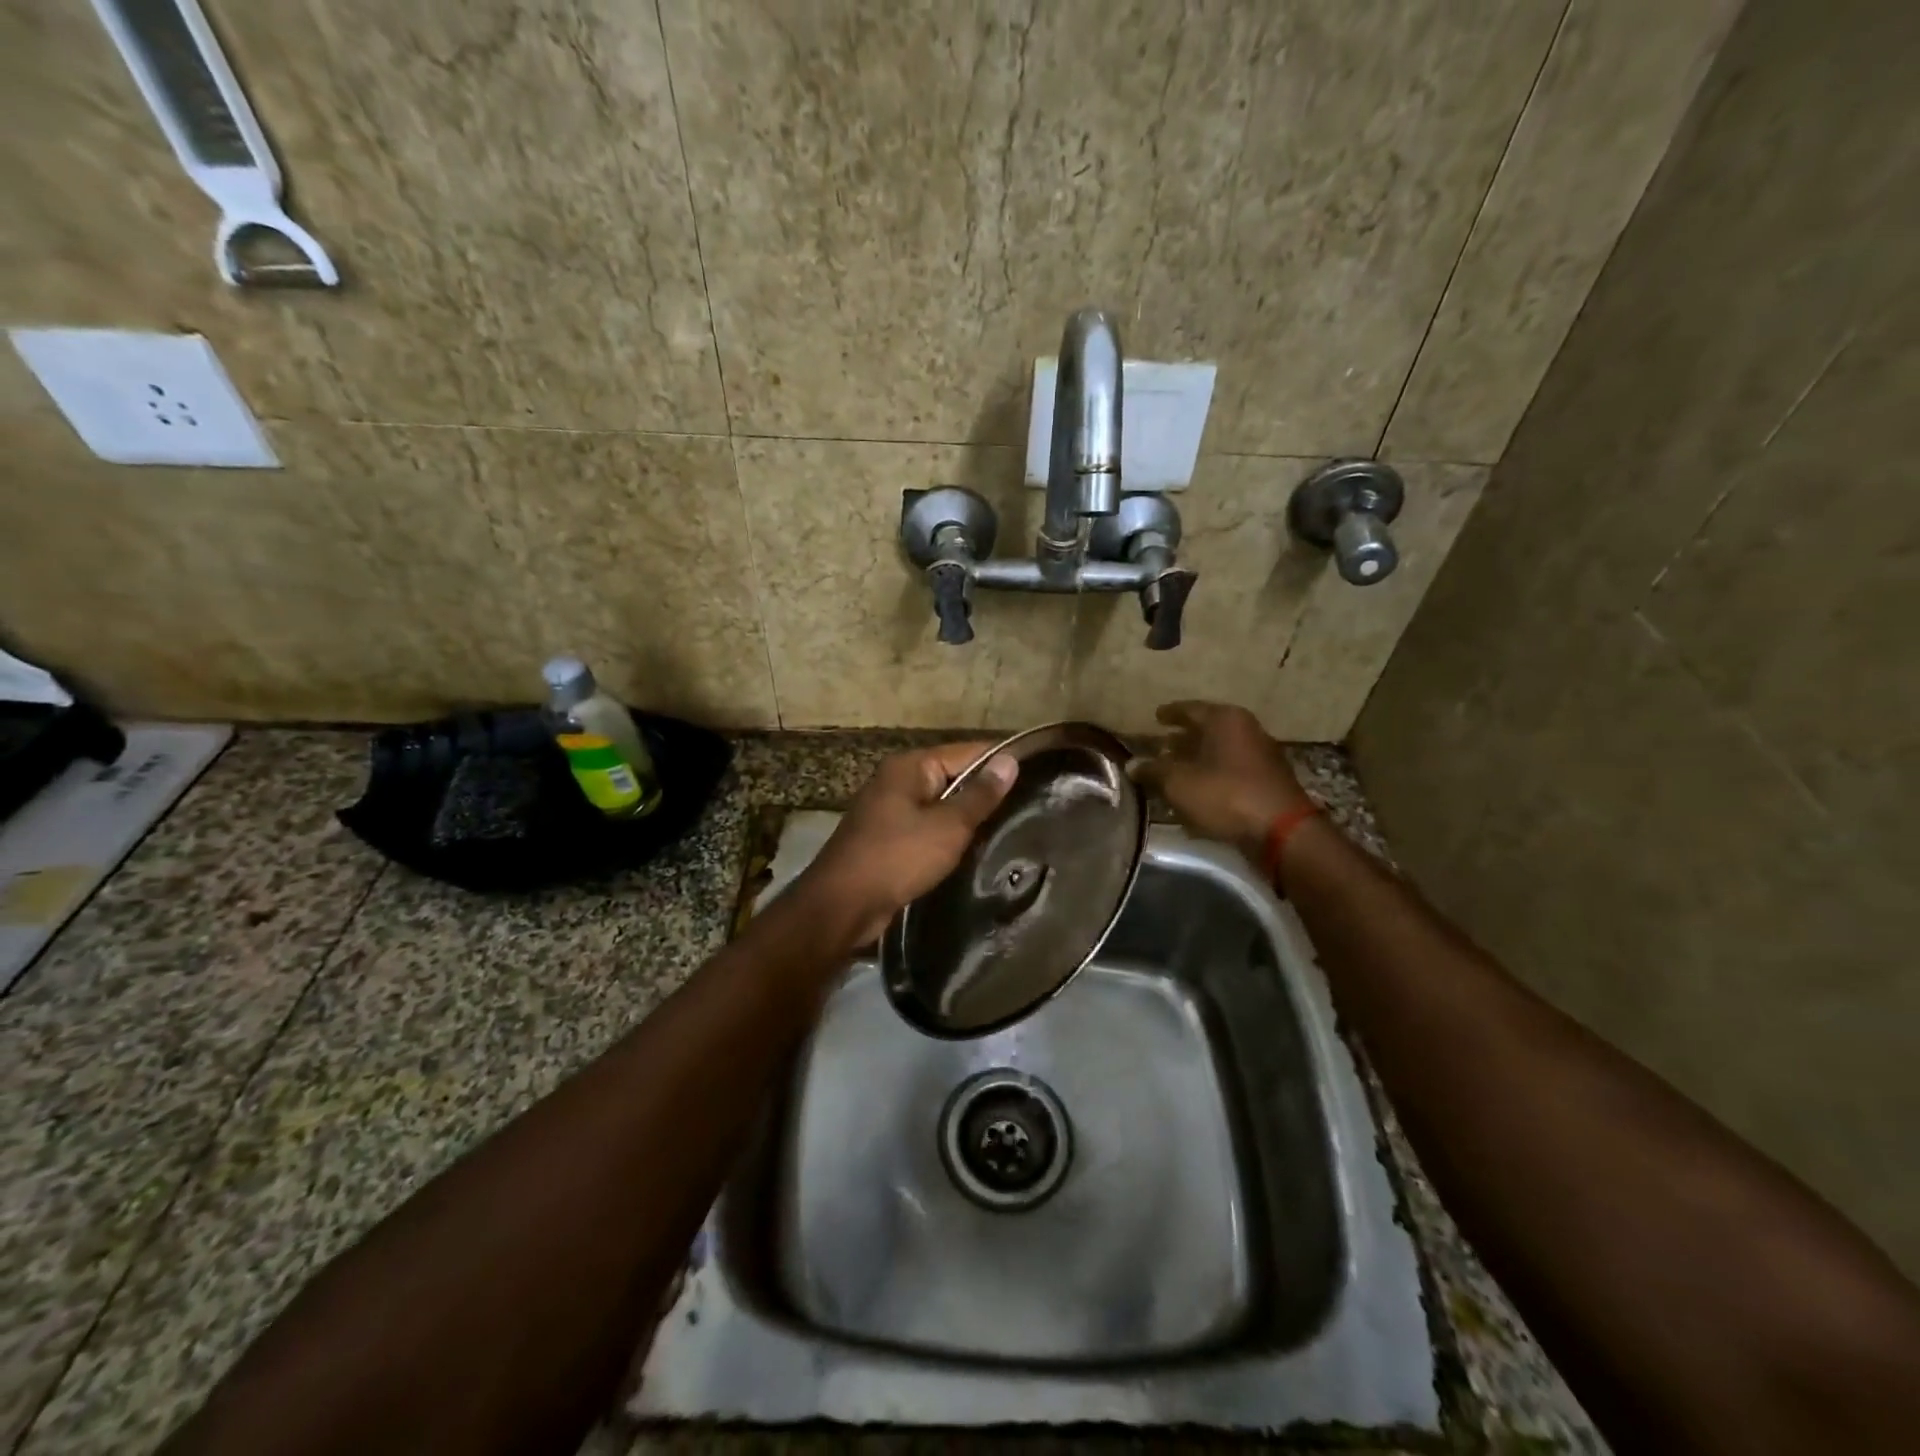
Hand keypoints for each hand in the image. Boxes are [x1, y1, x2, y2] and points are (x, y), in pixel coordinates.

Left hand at [795, 742, 1019, 949]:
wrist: (842, 905)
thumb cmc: (897, 857)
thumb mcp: (948, 826)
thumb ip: (980, 795)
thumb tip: (1010, 761)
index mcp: (910, 766)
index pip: (966, 751)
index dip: (1000, 761)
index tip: (1038, 772)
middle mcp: (897, 780)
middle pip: (953, 776)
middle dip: (985, 791)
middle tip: (1030, 804)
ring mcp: (889, 809)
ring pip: (940, 804)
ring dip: (967, 816)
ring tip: (1010, 826)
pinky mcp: (887, 837)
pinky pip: (926, 826)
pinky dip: (947, 834)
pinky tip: (972, 848)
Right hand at [1127, 701, 1310, 860]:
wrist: (1281, 831)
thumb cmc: (1225, 794)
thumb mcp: (1178, 782)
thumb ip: (1153, 770)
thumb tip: (1132, 764)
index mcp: (1224, 719)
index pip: (1189, 709)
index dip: (1169, 714)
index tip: (1156, 717)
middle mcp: (1245, 730)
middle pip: (1206, 730)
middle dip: (1182, 739)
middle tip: (1160, 747)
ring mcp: (1260, 755)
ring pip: (1219, 751)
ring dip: (1196, 760)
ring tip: (1173, 771)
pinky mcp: (1266, 781)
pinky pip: (1231, 771)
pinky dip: (1212, 776)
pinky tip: (1197, 791)